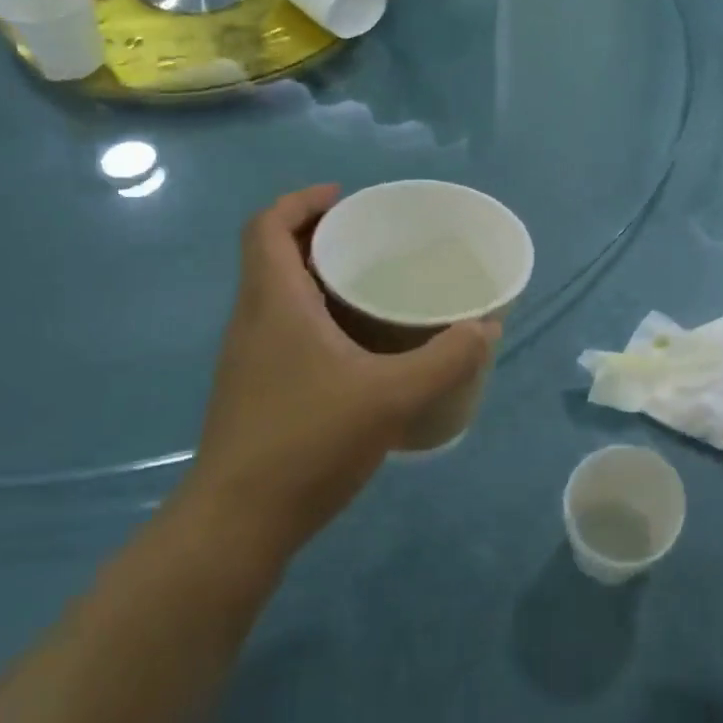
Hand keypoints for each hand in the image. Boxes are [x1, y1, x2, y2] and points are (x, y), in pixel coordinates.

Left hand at [190, 185, 496, 543]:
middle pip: (273, 257)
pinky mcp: (254, 392)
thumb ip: (446, 359)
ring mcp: (248, 360)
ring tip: (371, 287)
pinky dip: (315, 319)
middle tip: (372, 240)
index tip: (344, 197)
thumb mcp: (392, 396)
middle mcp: (252, 322)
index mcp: (274, 304)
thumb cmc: (308, 442)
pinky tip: (358, 350)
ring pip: (277, 297)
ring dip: (316, 279)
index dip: (300, 201)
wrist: (236, 525)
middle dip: (318, 237)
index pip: (267, 227)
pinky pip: (283, 332)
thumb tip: (486, 328)